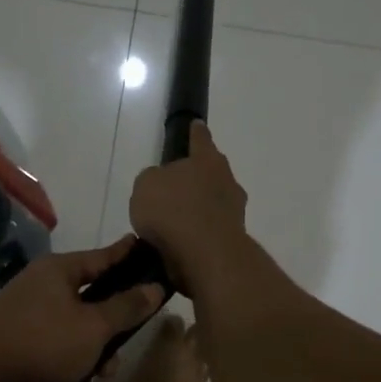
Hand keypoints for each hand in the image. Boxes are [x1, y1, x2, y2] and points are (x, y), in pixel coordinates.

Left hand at [0, 237, 165, 381]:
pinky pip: (51, 364)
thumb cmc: (41, 345)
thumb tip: (154, 287)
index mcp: (58, 272)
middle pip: (90, 310)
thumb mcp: (93, 328)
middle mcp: (41, 290)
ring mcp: (26, 320)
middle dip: (104, 348)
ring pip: (72, 345)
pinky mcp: (16, 350)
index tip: (144, 245)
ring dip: (83, 377)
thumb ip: (126, 308)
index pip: (102, 257)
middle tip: (110, 370)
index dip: (126, 254)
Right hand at [128, 122, 249, 296]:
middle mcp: (226, 181)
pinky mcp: (233, 239)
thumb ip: (154, 179)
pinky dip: (198, 233)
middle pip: (211, 172)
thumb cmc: (173, 210)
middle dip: (197, 177)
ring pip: (213, 202)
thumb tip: (163, 184)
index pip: (200, 139)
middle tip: (177, 186)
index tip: (197, 125)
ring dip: (197, 209)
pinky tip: (180, 243)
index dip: (195, 133)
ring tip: (173, 222)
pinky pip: (210, 229)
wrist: (206, 256)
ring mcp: (234, 211)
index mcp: (207, 160)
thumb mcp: (146, 185)